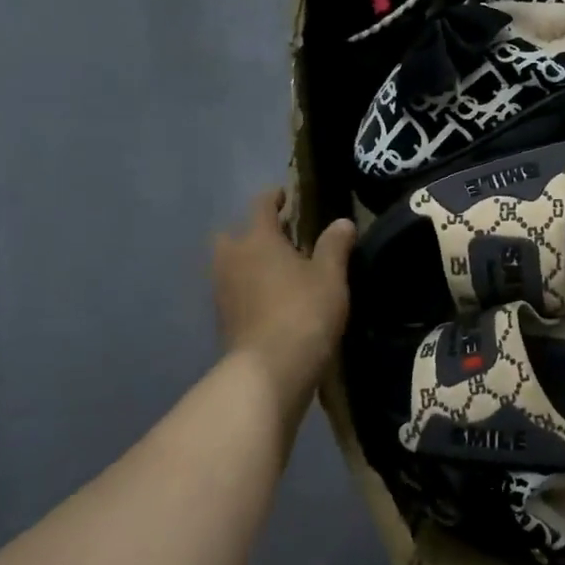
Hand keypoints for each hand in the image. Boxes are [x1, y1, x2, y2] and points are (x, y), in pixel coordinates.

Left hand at [213, 191, 355, 412]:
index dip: (275, 197)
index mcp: (257, 239)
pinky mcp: (223, 318)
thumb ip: (335, 245)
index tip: (286, 195)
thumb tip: (342, 222)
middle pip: (234, 234)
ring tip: (277, 272)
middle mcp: (232, 258)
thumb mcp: (330, 276)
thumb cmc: (304, 312)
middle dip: (252, 232)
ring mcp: (222, 290)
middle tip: (280, 239)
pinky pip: (233, 291)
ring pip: (230, 264)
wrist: (270, 369)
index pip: (261, 205)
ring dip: (248, 262)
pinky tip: (270, 300)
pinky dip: (247, 288)